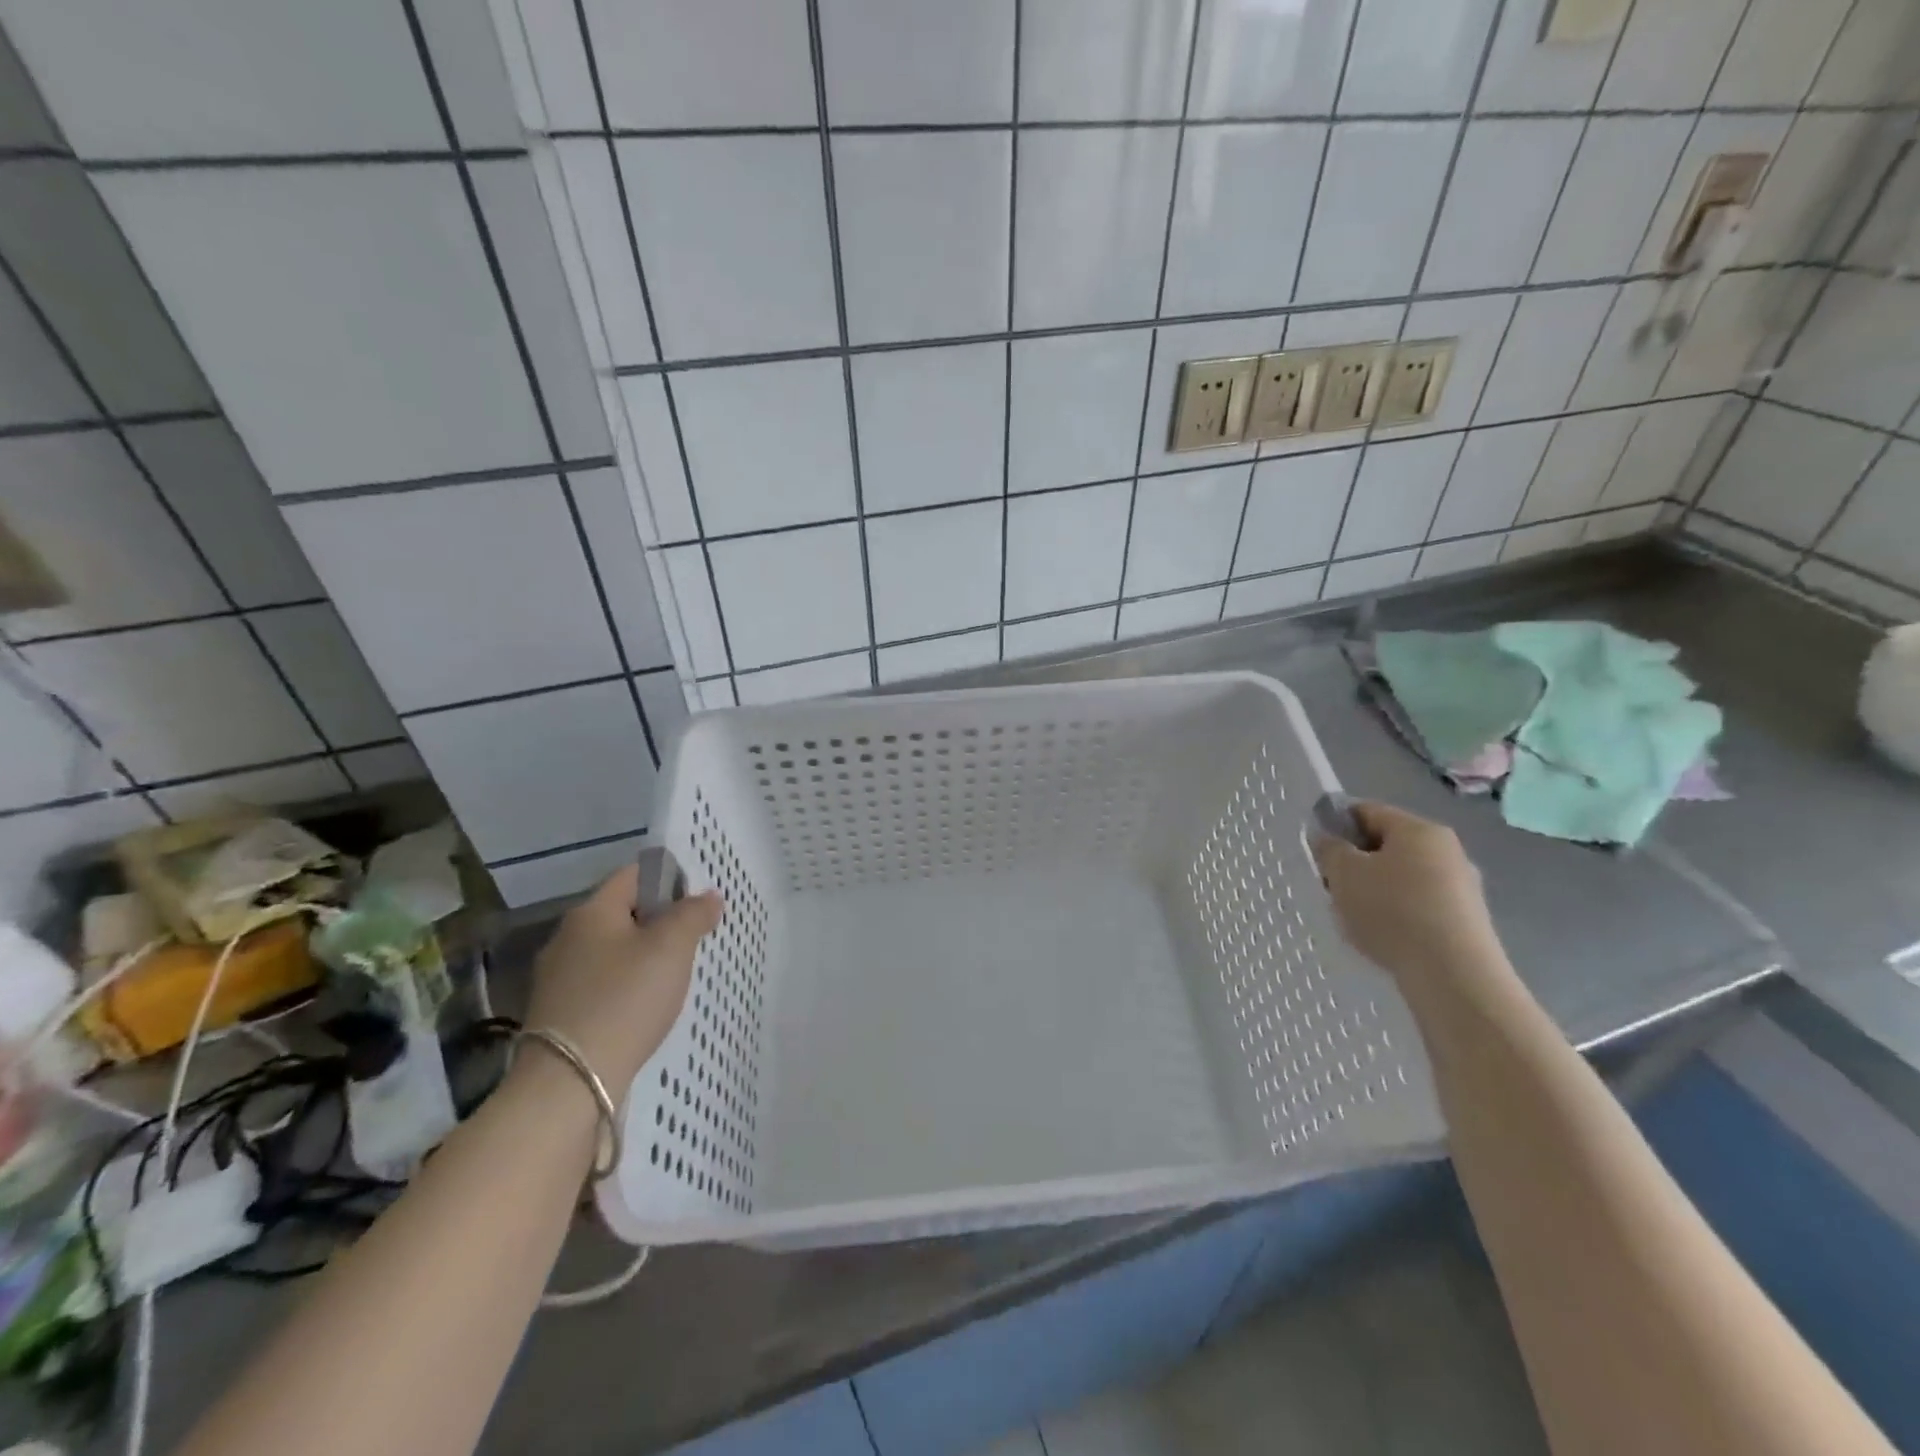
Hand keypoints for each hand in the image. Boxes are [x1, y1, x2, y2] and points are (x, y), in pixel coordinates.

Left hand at [524, 866, 722, 1090]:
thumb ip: (693, 915)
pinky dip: (626, 986)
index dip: (668, 879)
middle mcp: (567, 937)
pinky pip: (601, 984)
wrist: (569, 1082)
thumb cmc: (625, 999)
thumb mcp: (672, 948)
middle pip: (622, 914)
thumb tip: (708, 896)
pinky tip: (645, 1006)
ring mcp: (558, 978)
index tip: (697, 901)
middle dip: (658, 921)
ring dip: (642, 956)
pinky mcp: (558, 1013)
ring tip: (674, 975)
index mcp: (591, 912)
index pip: (633, 876)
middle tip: (692, 939)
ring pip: (612, 951)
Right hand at [1312, 802, 1511, 995]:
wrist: (1453, 975)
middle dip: (1356, 863)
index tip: (1318, 851)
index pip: (1366, 811)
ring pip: (1402, 876)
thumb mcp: (1344, 874)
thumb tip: (1328, 839)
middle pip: (1386, 845)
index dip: (1336, 825)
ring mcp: (1462, 885)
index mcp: (1418, 829)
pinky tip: (1384, 937)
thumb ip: (1329, 849)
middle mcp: (1447, 849)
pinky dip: (1397, 914)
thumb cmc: (1392, 911)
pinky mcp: (1467, 919)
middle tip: (1333, 887)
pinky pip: (1419, 904)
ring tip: (1356, 918)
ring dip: (1375, 890)